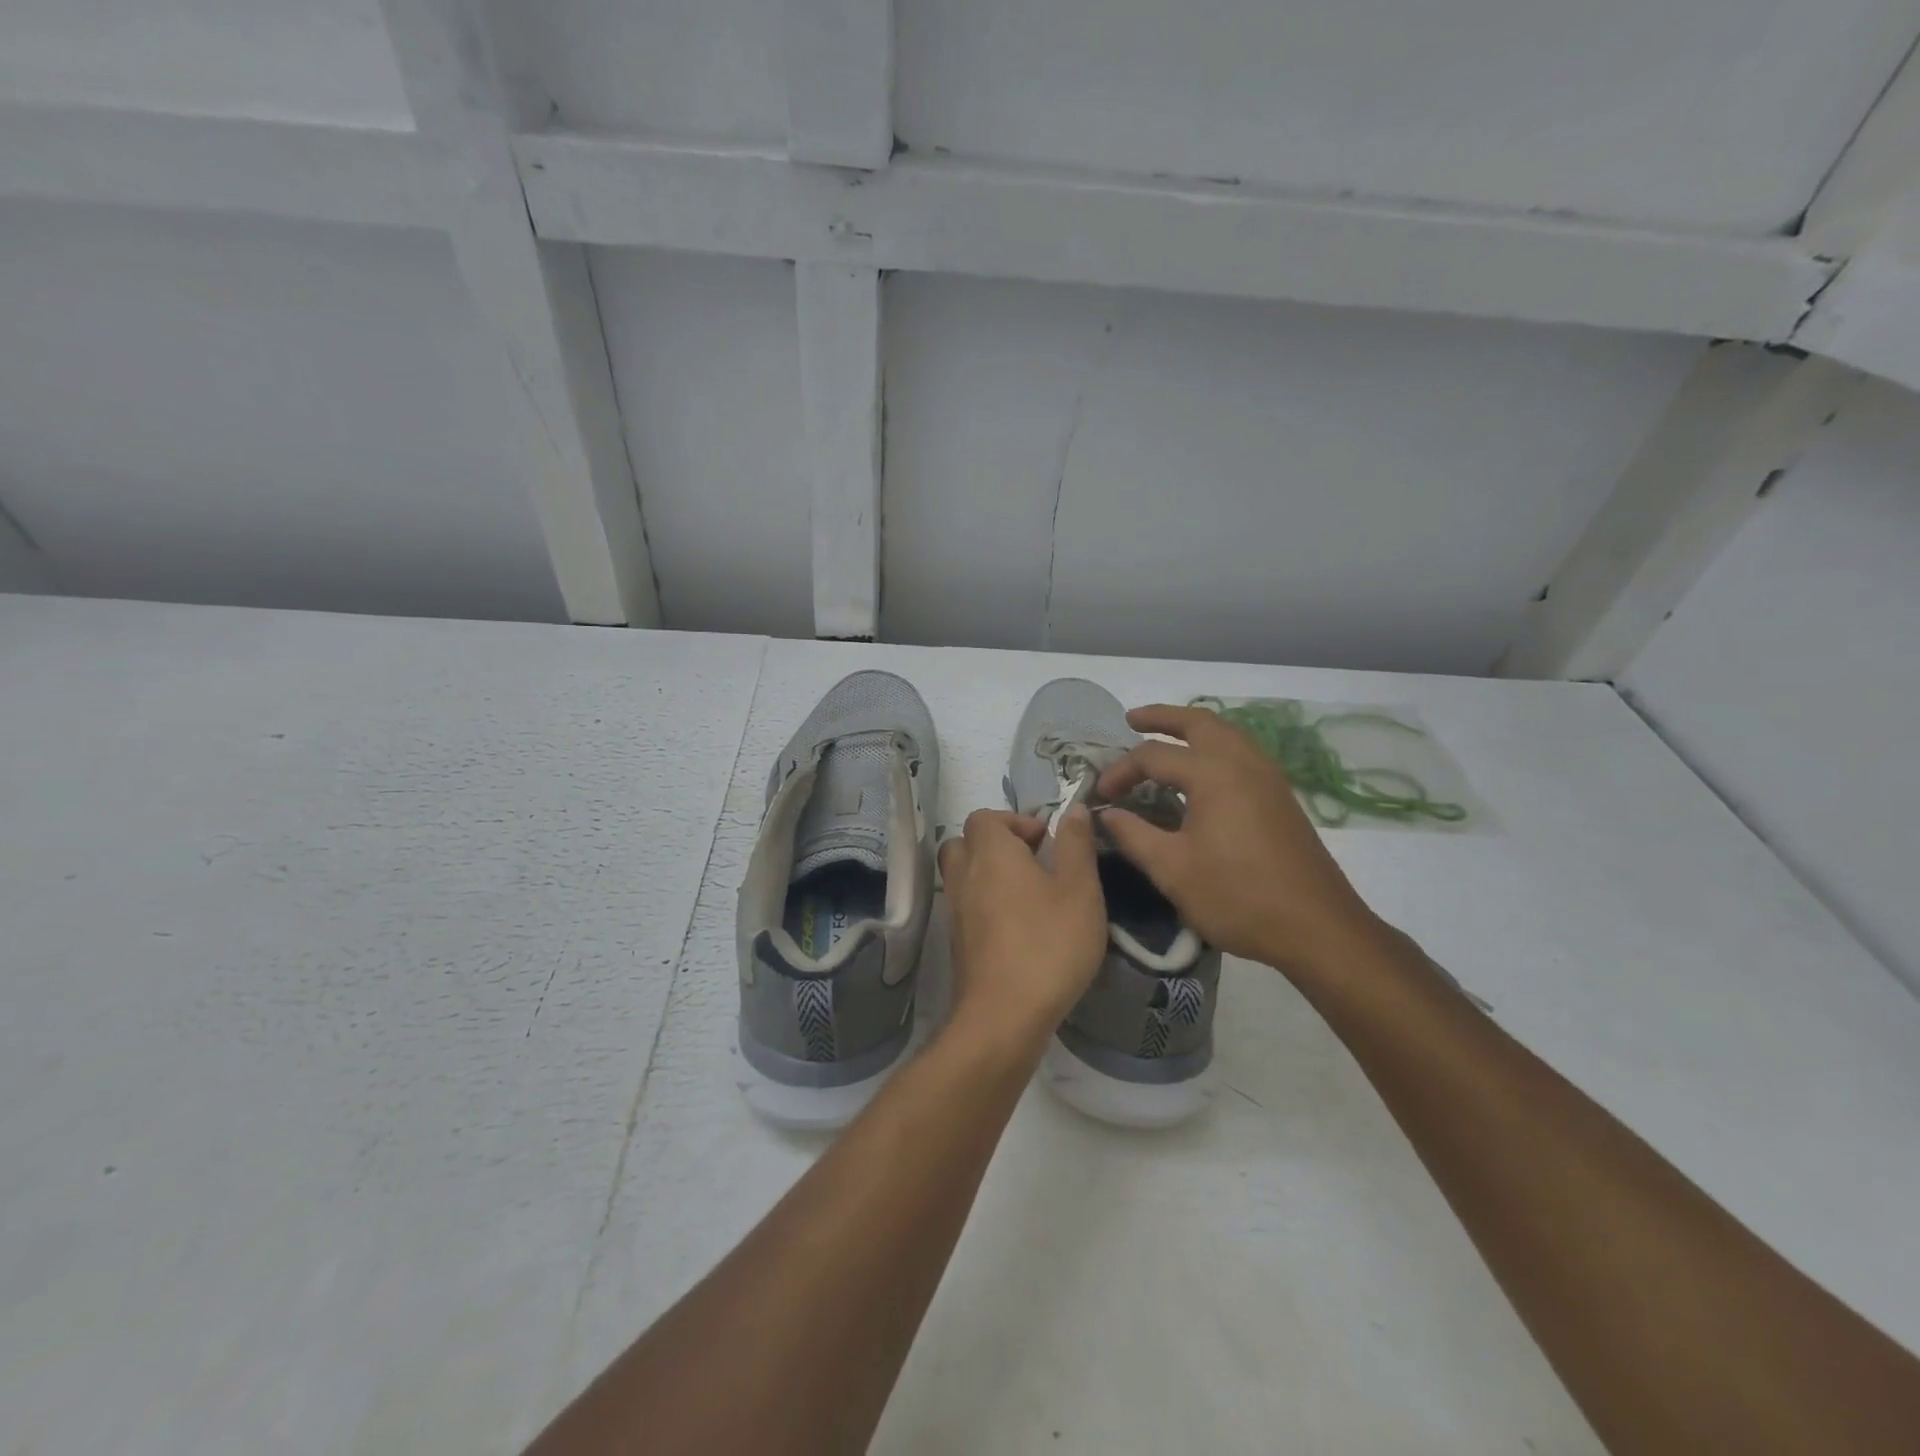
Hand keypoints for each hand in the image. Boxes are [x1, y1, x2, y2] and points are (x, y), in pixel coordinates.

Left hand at [937, 808, 1107, 1046]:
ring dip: (990, 876)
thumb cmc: (1048, 945)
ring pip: (963, 876)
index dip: (1015, 821)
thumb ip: (1076, 846)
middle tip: (1033, 864)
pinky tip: (1018, 929)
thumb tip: (1075, 809)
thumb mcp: (1080, 890)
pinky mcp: (956, 943)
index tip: (1045, 843)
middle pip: (966, 843)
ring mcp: (954, 911)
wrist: (1004, 1016)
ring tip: (1029, 897)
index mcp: (991, 853)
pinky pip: (966, 907)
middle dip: (997, 846)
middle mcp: (964, 875)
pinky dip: (985, 906)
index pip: (985, 817)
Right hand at [1096, 704, 1387, 972]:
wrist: (1317, 929)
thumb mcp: (1172, 869)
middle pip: (1199, 722)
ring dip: (1192, 729)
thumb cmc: (1237, 897)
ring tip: (1165, 740)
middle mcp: (1243, 763)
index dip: (1121, 771)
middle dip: (1163, 717)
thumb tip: (1105, 814)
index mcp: (1214, 774)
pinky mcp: (1280, 797)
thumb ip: (1133, 835)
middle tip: (1132, 720)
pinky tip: (1201, 773)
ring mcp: (1268, 778)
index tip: (1100, 795)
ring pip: (1227, 734)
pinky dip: (1214, 748)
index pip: (1153, 756)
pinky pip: (1242, 753)